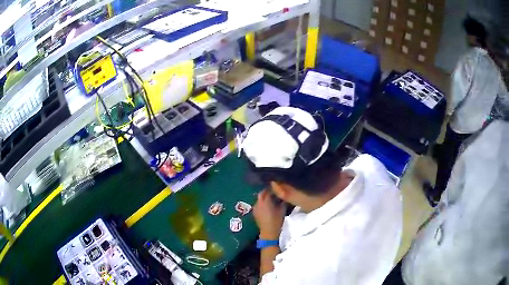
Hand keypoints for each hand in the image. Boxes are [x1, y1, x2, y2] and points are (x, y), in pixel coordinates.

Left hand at [253, 190, 286, 239]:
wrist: (268, 232)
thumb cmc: (277, 220)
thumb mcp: (282, 210)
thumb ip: (282, 201)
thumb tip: (283, 196)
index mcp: (266, 201)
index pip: (268, 191)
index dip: (272, 189)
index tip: (277, 188)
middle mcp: (259, 203)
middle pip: (261, 194)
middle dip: (266, 192)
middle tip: (273, 192)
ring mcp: (255, 208)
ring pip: (259, 199)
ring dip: (263, 197)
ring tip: (270, 199)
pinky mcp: (254, 212)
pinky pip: (257, 204)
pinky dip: (261, 203)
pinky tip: (266, 206)